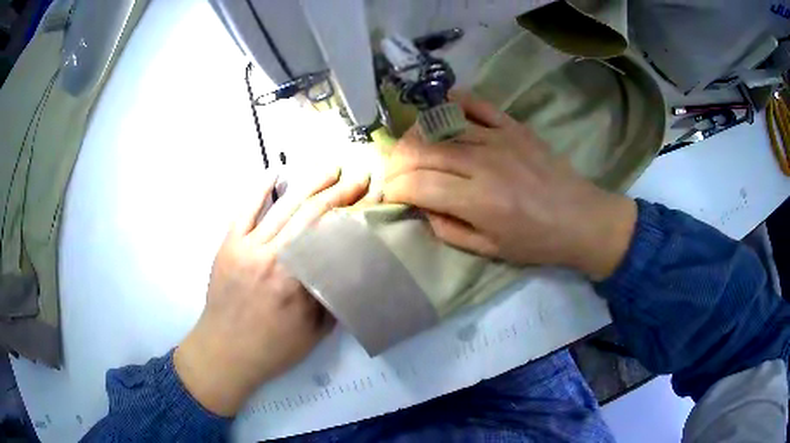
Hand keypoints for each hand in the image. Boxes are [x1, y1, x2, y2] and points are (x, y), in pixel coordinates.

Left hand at [175, 168, 369, 416]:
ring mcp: (249, 247)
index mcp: (299, 282)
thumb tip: (351, 267)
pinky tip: (275, 173)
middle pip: (312, 214)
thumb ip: (334, 298)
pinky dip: (260, 189)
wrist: (224, 351)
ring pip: (284, 207)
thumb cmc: (273, 349)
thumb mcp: (315, 333)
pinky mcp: (229, 244)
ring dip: (310, 185)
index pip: (334, 237)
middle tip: (359, 177)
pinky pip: (245, 210)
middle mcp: (275, 257)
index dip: (356, 214)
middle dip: (340, 192)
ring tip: (330, 170)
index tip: (373, 198)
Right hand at [382, 91, 636, 280]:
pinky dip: (452, 103)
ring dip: (416, 136)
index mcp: (478, 200)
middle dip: (396, 161)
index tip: (389, 195)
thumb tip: (422, 205)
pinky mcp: (513, 126)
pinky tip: (439, 110)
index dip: (393, 188)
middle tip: (394, 173)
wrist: (581, 219)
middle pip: (421, 150)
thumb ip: (447, 229)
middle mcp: (483, 163)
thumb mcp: (489, 249)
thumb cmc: (536, 242)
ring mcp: (498, 138)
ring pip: (440, 125)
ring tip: (412, 150)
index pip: (417, 183)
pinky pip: (475, 104)